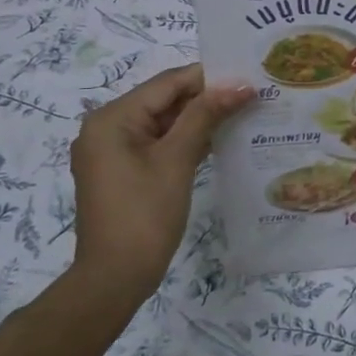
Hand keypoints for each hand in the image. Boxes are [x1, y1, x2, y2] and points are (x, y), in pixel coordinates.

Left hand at [69, 64, 253, 299]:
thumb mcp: (177, 160)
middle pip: (163, 100)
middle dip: (205, 98)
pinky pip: (156, 143)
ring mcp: (111, 151)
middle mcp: (106, 127)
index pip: (167, 83)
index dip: (208, 78)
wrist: (114, 279)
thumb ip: (206, 116)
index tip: (247, 76)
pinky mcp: (121, 170)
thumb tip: (240, 85)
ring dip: (198, 119)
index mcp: (112, 118)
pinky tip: (218, 139)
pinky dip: (184, 140)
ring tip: (242, 112)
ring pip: (162, 122)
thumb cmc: (144, 215)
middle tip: (250, 95)